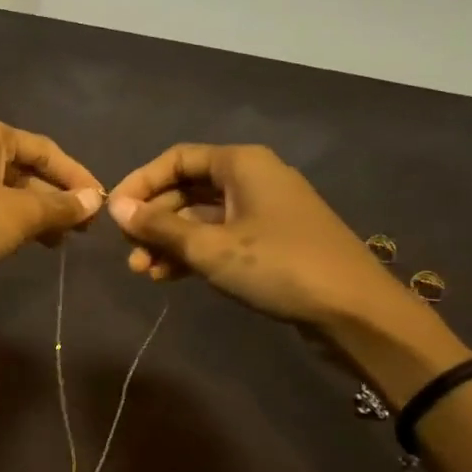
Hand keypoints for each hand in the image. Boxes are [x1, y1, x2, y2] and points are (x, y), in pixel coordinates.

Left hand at [0, 116, 103, 298]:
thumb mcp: (22, 213)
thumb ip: (61, 206)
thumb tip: (94, 201)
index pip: (44, 149)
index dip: (76, 176)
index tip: (100, 204)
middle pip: (23, 168)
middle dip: (55, 197)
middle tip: (83, 227)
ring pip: (4, 189)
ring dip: (35, 212)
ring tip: (61, 240)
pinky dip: (10, 219)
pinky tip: (28, 241)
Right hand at [105, 143, 399, 328]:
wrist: (356, 312)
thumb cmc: (279, 266)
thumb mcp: (211, 248)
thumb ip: (159, 226)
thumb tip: (115, 207)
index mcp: (241, 164)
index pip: (176, 159)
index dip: (140, 182)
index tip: (114, 212)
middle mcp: (251, 178)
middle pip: (187, 188)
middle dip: (153, 219)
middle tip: (127, 249)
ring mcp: (263, 210)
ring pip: (201, 217)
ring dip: (169, 241)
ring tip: (142, 271)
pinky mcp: (270, 240)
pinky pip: (220, 236)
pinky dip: (193, 252)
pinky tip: (167, 276)